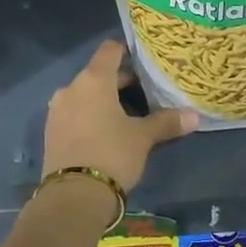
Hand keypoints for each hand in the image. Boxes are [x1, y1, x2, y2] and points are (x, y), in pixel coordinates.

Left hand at [44, 40, 196, 192]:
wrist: (72, 197)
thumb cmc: (112, 154)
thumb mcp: (143, 138)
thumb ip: (166, 122)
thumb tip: (194, 116)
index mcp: (94, 80)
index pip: (110, 50)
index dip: (127, 50)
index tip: (144, 58)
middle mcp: (71, 88)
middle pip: (99, 73)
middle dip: (121, 81)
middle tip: (146, 93)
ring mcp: (57, 110)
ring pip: (85, 95)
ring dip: (104, 100)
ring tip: (128, 115)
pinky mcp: (51, 131)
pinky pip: (74, 113)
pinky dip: (90, 115)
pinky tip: (106, 132)